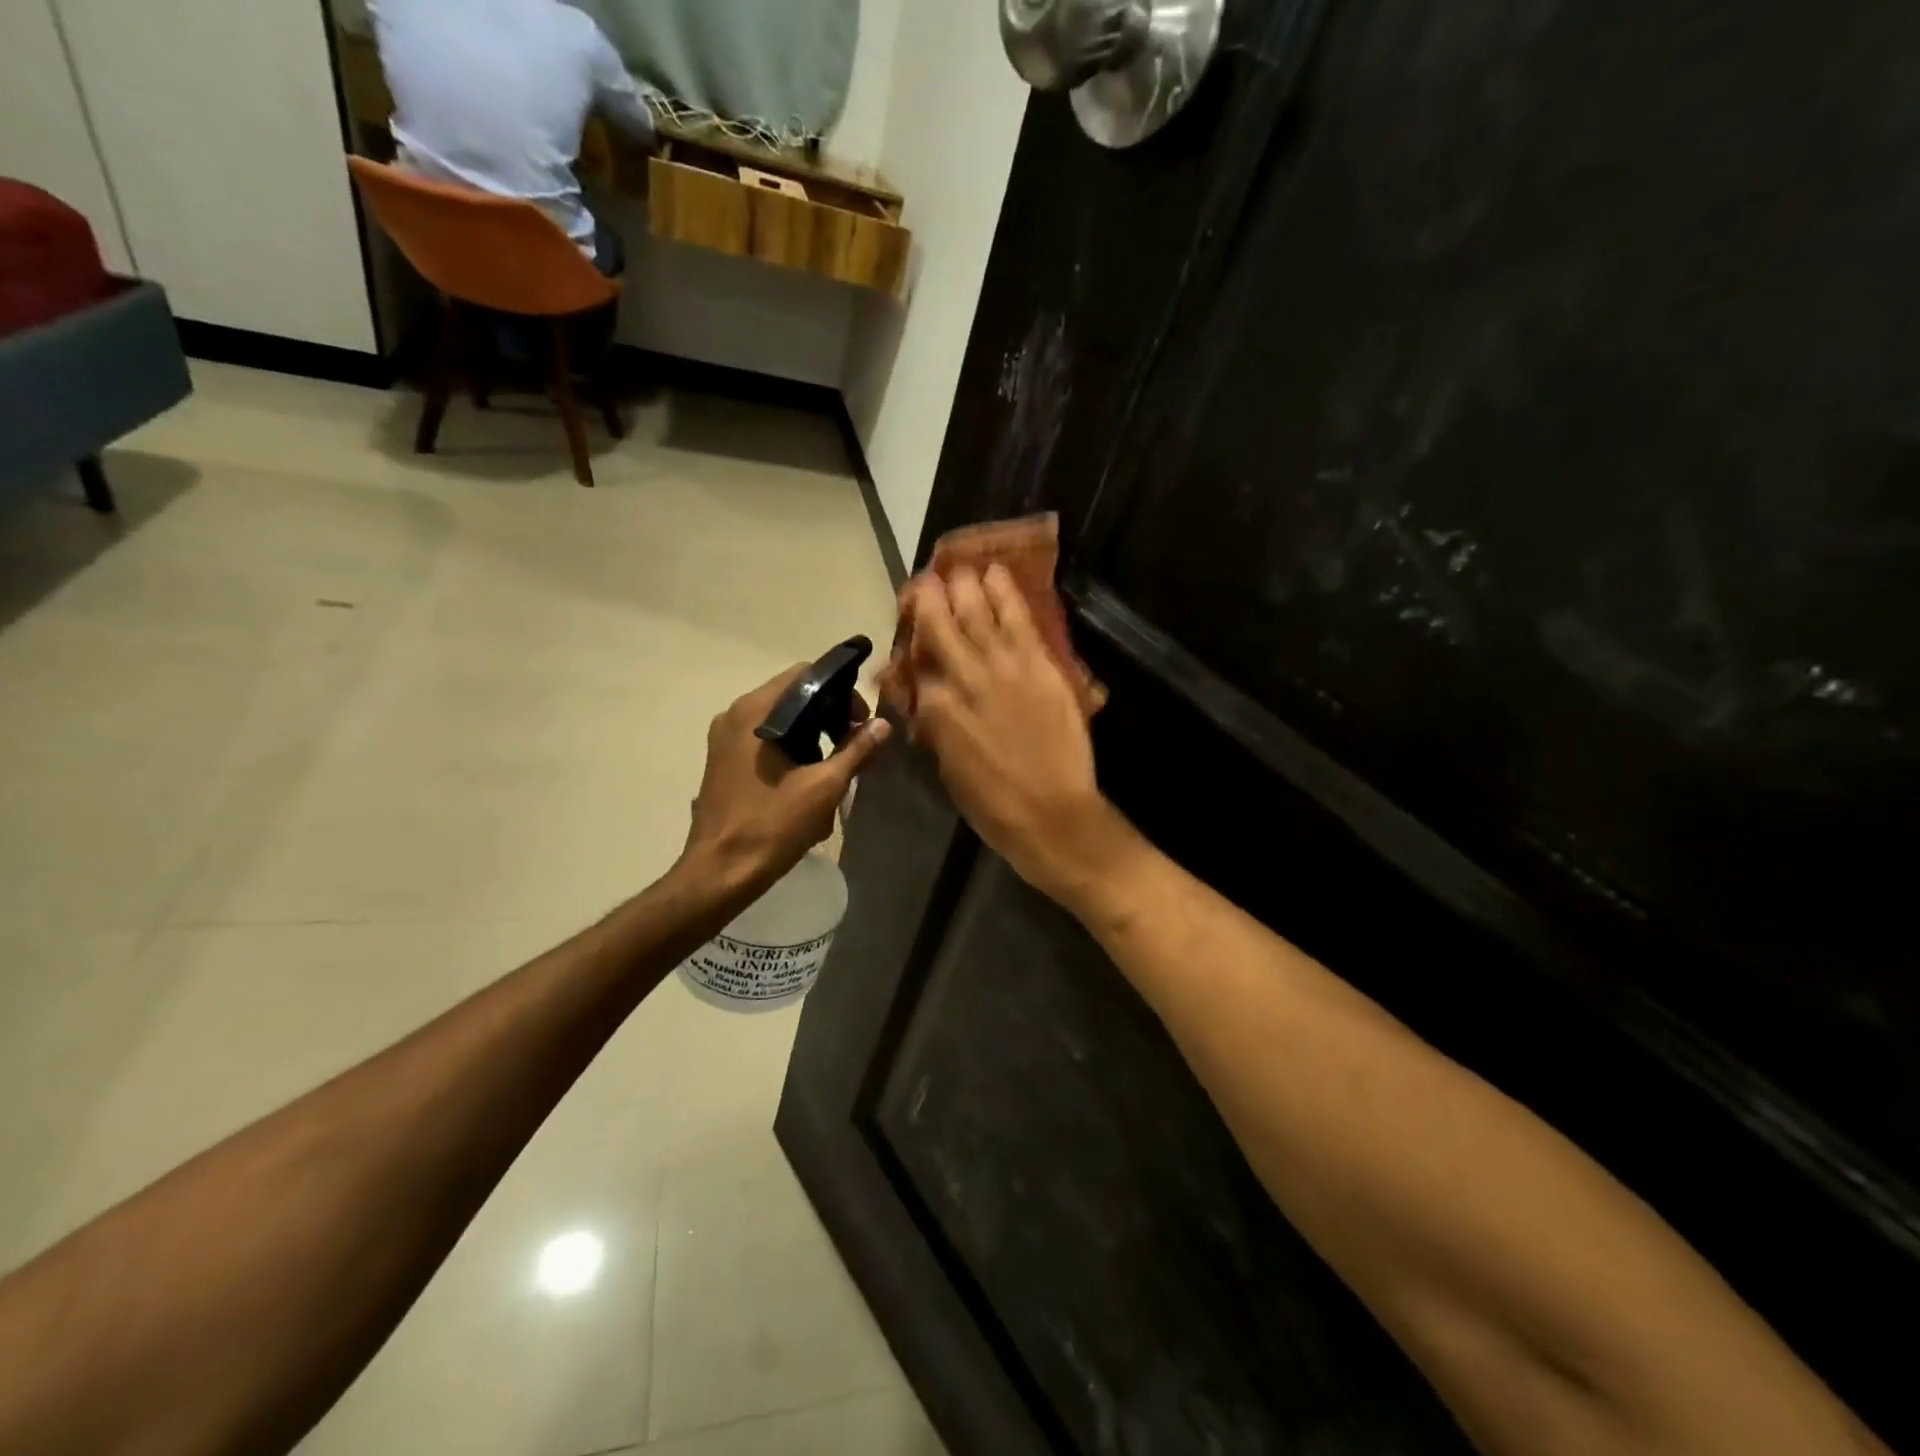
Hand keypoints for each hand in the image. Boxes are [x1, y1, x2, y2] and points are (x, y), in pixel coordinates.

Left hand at [681, 665, 891, 897]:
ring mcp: (725, 738)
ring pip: (780, 719)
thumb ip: (856, 750)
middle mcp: (735, 715)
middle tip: (855, 743)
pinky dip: (791, 747)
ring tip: (835, 765)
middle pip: (793, 695)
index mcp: (755, 712)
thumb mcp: (824, 787)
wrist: (720, 872)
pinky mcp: (724, 760)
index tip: (861, 721)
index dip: (841, 691)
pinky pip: (765, 738)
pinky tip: (808, 777)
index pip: (805, 675)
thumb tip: (883, 725)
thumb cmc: (772, 825)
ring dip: (812, 733)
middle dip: (829, 714)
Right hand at [894, 565, 1138, 908]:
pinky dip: (1004, 591)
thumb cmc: (994, 805)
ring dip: (963, 585)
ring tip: (958, 568)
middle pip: (939, 626)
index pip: (917, 664)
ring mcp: (1001, 666)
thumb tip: (931, 699)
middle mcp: (961, 678)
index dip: (911, 644)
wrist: (1052, 815)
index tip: (910, 629)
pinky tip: (995, 573)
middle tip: (925, 582)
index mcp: (935, 710)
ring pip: (976, 612)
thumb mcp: (949, 768)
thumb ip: (938, 726)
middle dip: (929, 599)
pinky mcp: (1037, 664)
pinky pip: (1017, 618)